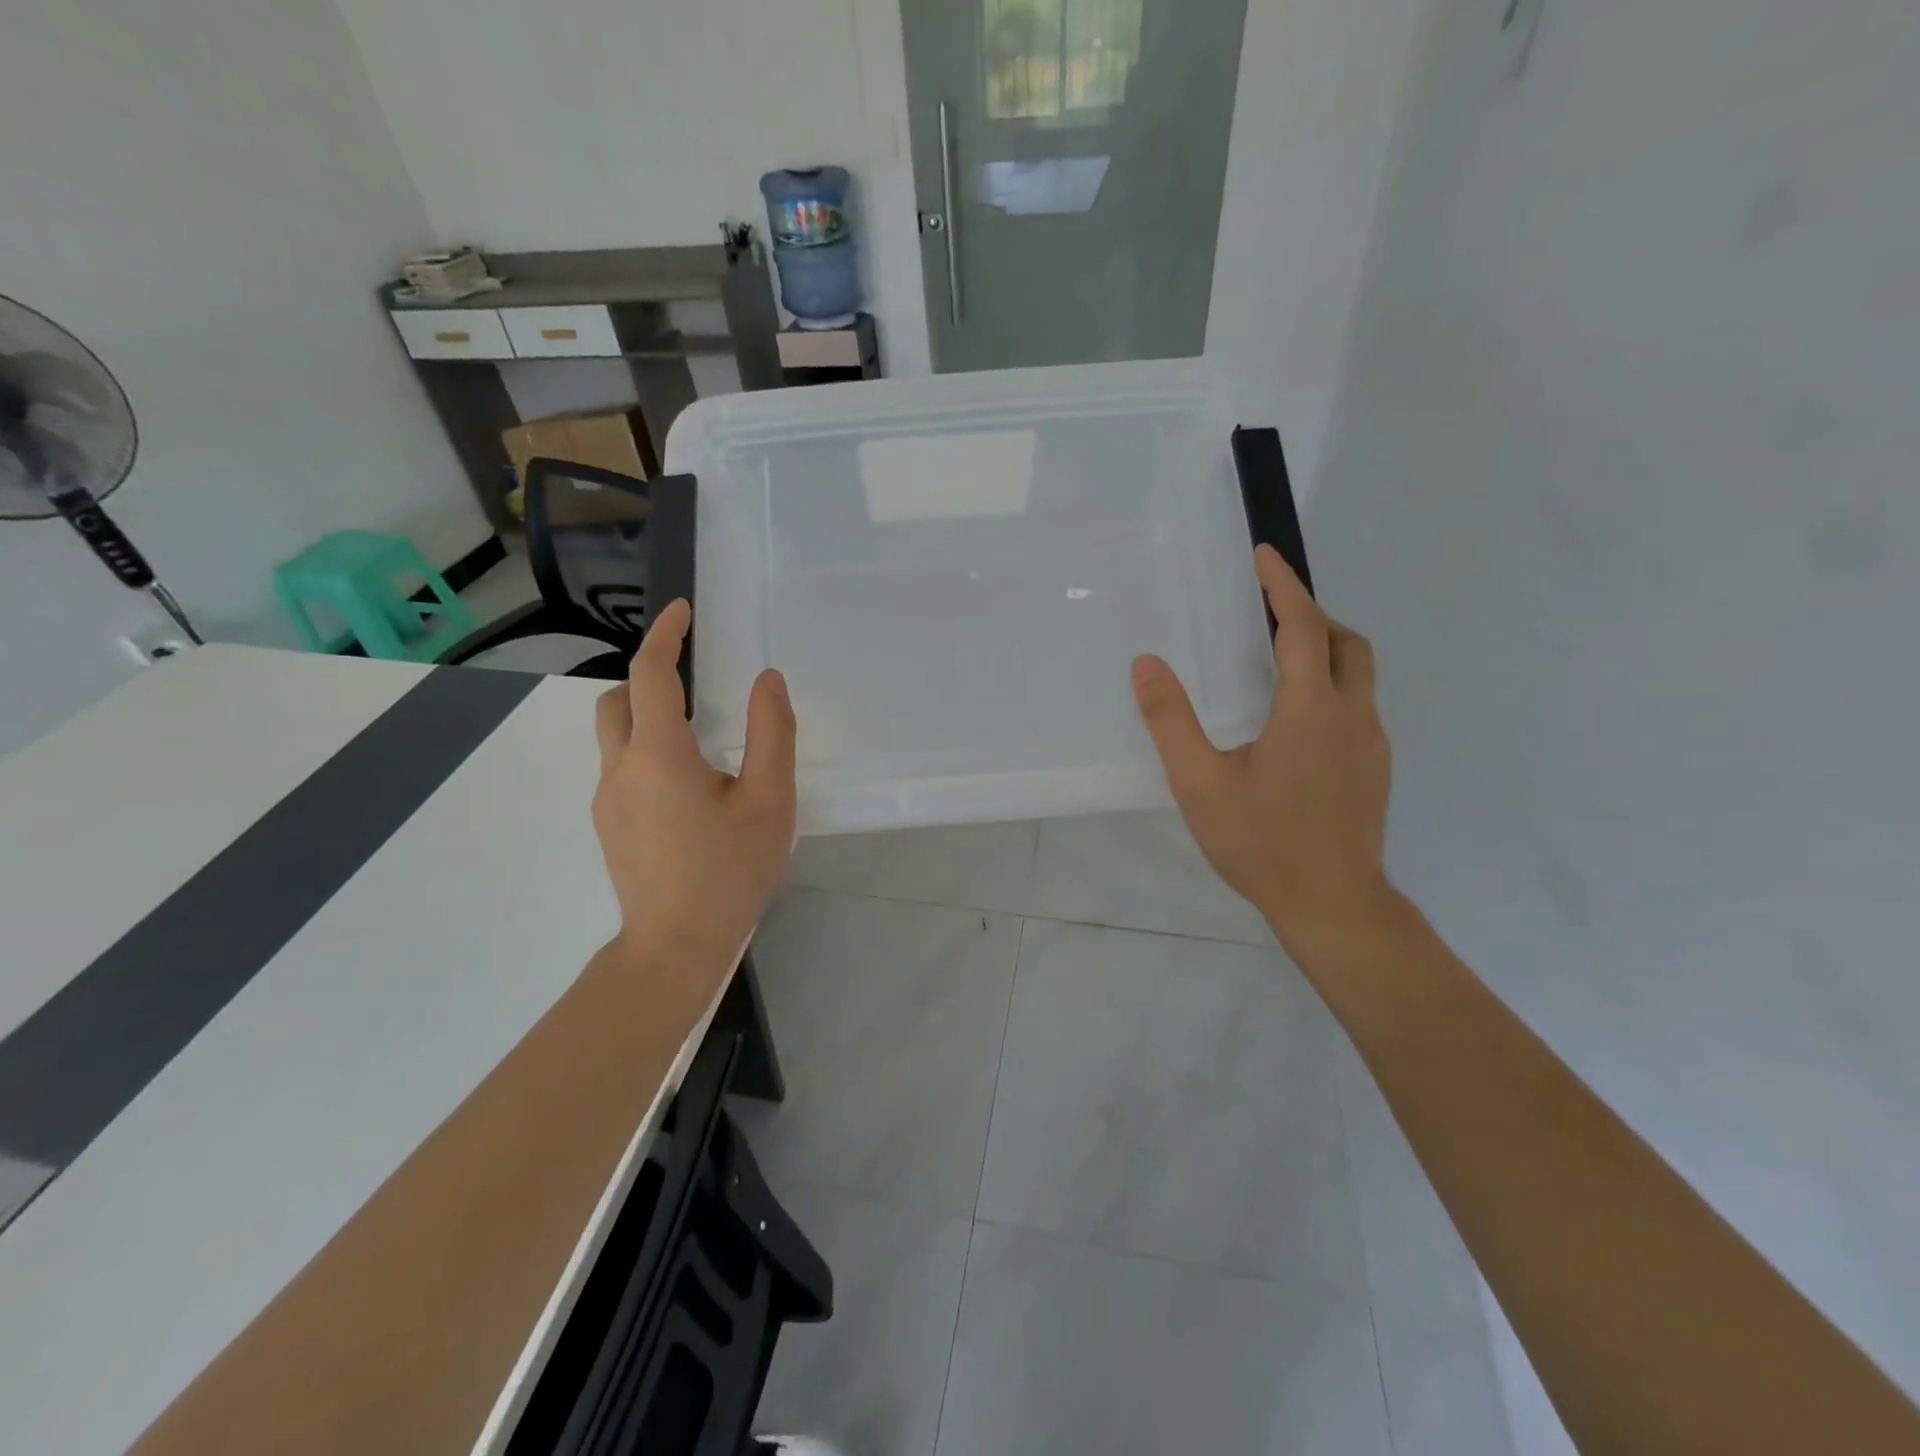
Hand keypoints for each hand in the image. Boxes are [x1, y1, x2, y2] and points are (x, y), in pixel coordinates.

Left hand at [592, 599, 796, 972]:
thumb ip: (771, 733)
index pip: (650, 674)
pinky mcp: (608, 827)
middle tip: (691, 683)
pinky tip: (688, 792)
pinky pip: (621, 770)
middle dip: (646, 678)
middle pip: (616, 701)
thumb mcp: (769, 801)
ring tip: (700, 743)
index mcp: (659, 754)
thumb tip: (766, 680)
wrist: (675, 948)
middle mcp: (620, 769)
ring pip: (614, 738)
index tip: (680, 610)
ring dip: (646, 719)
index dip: (664, 635)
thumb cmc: (730, 871)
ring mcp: (606, 801)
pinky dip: (647, 754)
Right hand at [1131, 545, 1393, 948]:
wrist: (1333, 905)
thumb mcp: (1199, 782)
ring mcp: (1371, 743)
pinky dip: (1332, 686)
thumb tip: (1146, 664)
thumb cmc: (1262, 842)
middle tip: (1270, 611)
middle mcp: (1352, 714)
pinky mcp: (1375, 769)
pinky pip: (1358, 706)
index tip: (1265, 555)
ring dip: (1326, 649)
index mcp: (1310, 708)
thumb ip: (1170, 720)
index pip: (1302, 626)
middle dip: (1312, 614)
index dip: (1283, 585)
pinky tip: (1298, 720)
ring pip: (1358, 674)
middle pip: (1345, 642)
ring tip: (1281, 658)